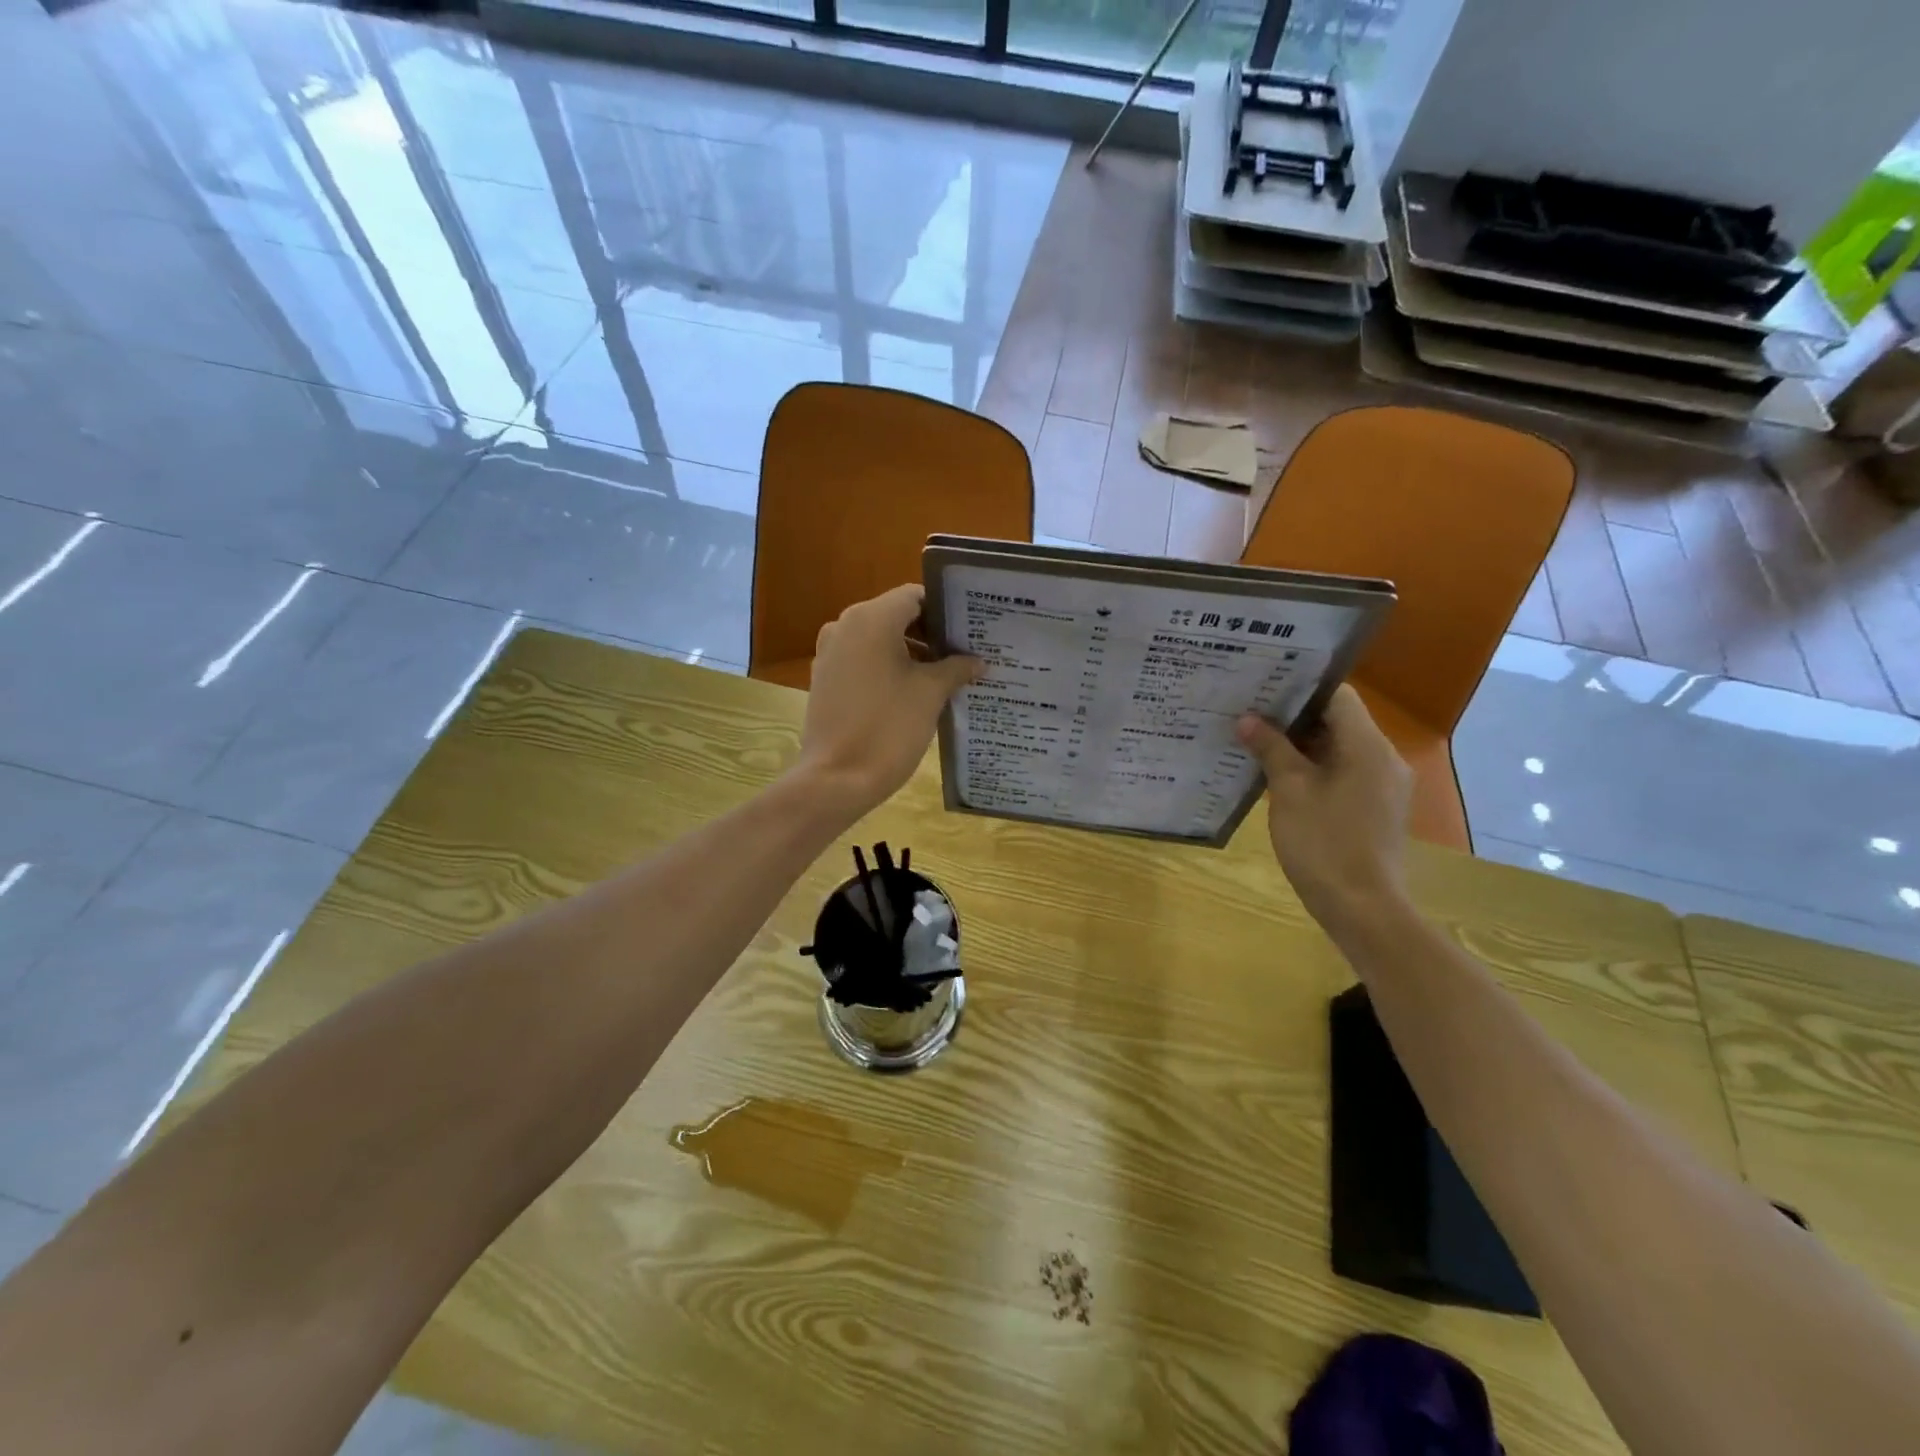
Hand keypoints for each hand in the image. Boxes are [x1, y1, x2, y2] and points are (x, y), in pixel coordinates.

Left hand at [796, 585, 981, 815]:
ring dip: (911, 651)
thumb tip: (977, 661)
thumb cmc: (888, 727)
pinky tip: (914, 691)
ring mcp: (831, 652)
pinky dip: (888, 667)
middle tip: (965, 651)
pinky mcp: (825, 678)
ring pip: (879, 639)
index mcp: (871, 619)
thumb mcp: (930, 694)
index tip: (971, 629)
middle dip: (931, 632)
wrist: (837, 779)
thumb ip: (956, 668)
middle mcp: (845, 625)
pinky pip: (863, 660)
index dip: (945, 610)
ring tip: (946, 673)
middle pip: (896, 615)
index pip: (915, 596)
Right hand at [1236, 686, 1412, 930]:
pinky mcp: (1376, 809)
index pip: (1338, 695)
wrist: (1362, 909)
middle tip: (1249, 714)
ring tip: (1256, 743)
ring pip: (1340, 749)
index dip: (1300, 688)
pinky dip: (1314, 769)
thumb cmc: (1324, 844)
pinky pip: (1344, 774)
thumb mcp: (1289, 792)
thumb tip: (1247, 719)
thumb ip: (1271, 749)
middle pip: (1339, 721)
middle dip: (1294, 718)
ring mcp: (1384, 786)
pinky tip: (1279, 779)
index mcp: (1368, 747)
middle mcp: (1384, 759)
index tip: (1263, 689)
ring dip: (1301, 746)